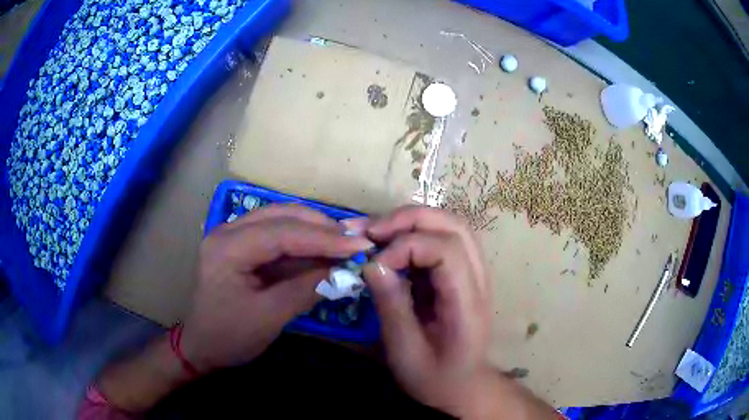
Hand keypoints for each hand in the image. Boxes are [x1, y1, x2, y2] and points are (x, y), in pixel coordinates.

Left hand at [181, 204, 373, 371]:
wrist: (202, 346)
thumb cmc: (229, 336)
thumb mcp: (269, 317)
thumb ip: (305, 289)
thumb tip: (343, 270)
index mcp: (228, 248)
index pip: (282, 232)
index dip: (324, 237)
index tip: (360, 245)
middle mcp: (228, 231)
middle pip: (282, 215)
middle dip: (321, 227)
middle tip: (355, 242)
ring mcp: (234, 236)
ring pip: (281, 219)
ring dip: (314, 230)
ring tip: (344, 244)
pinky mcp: (242, 246)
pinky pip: (276, 235)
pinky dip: (302, 241)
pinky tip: (322, 250)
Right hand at [362, 206, 491, 416]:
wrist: (463, 387)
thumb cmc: (434, 378)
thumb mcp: (405, 352)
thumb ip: (392, 306)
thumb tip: (372, 264)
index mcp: (468, 304)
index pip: (447, 250)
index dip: (406, 247)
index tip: (373, 265)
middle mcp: (479, 280)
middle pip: (454, 226)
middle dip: (409, 220)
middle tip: (370, 231)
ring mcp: (476, 274)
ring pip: (452, 226)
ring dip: (413, 221)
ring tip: (378, 233)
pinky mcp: (465, 275)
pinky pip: (444, 239)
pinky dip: (416, 234)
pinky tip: (393, 246)